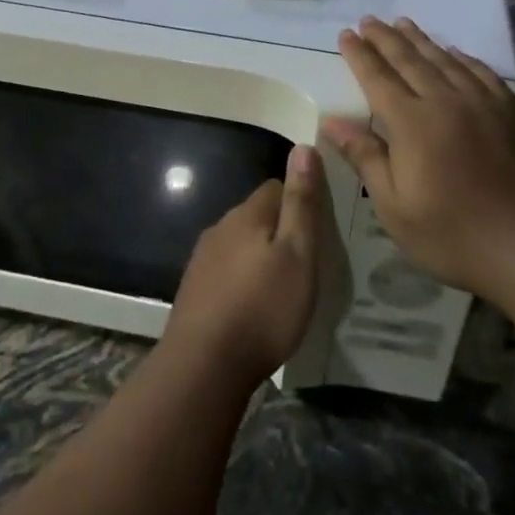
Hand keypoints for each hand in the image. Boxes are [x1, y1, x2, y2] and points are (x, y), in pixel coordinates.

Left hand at [162, 144, 322, 388]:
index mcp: (246, 215)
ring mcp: (203, 259)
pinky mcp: (194, 289)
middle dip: (281, 230)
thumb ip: (301, 203)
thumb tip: (303, 147)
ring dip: (260, 256)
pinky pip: (226, 270)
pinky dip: (243, 280)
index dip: (300, 201)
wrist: (203, 366)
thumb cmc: (262, 309)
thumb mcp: (297, 255)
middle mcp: (220, 228)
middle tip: (306, 262)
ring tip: (282, 287)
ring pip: (240, 244)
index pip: (276, 187)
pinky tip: (253, 306)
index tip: (319, 229)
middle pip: (257, 215)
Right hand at [323, 17, 514, 300]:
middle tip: (369, 20)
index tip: (346, 34)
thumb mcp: (395, 207)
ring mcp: (483, 103)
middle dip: (386, 38)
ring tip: (403, 23)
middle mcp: (445, 101)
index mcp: (412, 123)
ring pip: (445, 60)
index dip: (359, 55)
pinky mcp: (511, 112)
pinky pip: (482, 72)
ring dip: (421, 40)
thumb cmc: (453, 233)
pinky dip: (463, 57)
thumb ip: (365, 157)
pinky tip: (456, 52)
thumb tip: (331, 121)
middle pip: (410, 60)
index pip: (378, 78)